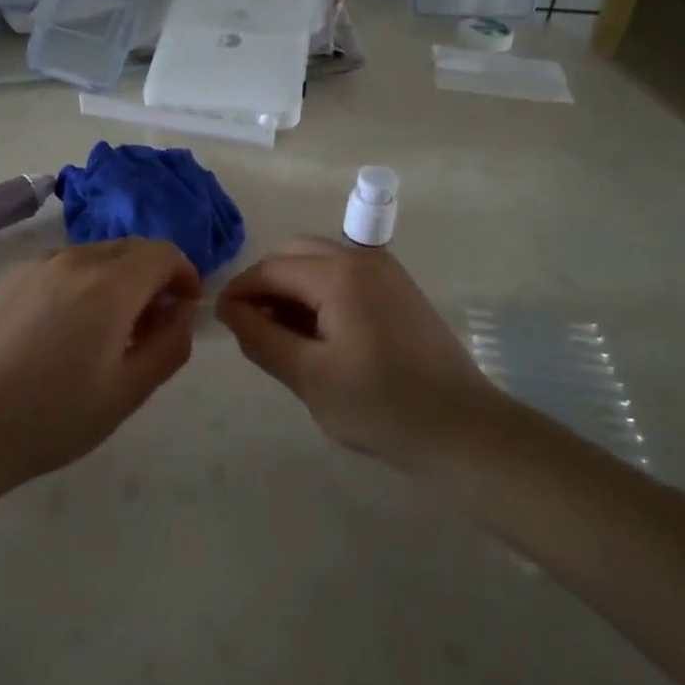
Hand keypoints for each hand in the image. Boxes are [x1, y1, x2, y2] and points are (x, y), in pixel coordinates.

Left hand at [0, 239, 200, 487]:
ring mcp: (40, 263)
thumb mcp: (129, 390)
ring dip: (118, 279)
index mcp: (111, 284)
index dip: (184, 274)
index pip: (164, 253)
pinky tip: (66, 328)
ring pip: (97, 255)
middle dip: (152, 277)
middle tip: (149, 326)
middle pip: (132, 249)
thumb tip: (182, 311)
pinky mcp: (13, 275)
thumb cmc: (56, 415)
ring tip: (106, 331)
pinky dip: (83, 282)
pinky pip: (64, 265)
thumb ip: (170, 344)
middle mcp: (76, 259)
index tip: (183, 308)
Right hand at [217, 237, 509, 470]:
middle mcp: (361, 258)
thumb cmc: (381, 406)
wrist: (463, 429)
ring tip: (284, 336)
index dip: (239, 292)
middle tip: (253, 329)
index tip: (222, 323)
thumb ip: (261, 338)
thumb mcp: (309, 377)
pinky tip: (320, 334)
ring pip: (319, 261)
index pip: (270, 269)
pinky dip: (320, 292)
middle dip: (265, 285)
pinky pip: (344, 275)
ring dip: (292, 288)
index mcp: (338, 274)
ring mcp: (385, 270)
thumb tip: (229, 309)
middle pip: (294, 254)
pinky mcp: (399, 288)